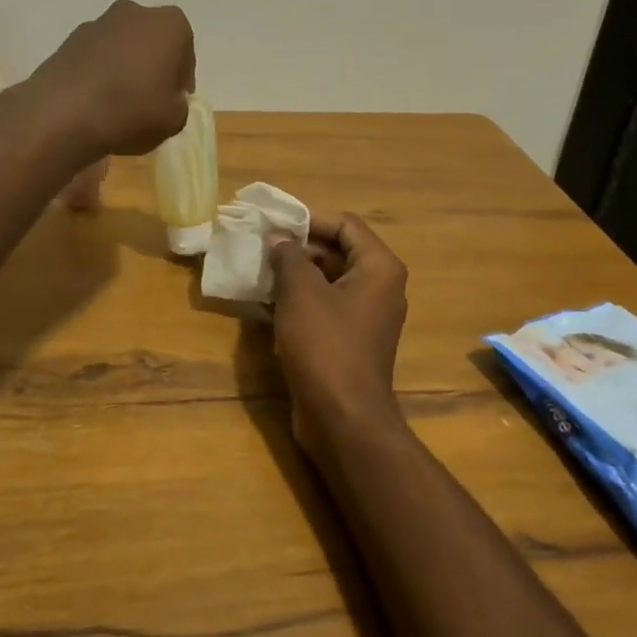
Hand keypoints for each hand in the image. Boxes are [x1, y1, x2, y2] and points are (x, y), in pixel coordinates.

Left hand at [32, 0, 194, 157]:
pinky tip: (95, 102)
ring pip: (122, 47)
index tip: (174, 103)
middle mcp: (135, 12)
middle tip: (150, 101)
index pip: (185, 53)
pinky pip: (96, 57)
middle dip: (153, 68)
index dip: (181, 81)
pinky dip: (100, 73)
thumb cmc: (132, 110)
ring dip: (125, 69)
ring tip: (119, 104)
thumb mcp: (174, 120)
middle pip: (152, 43)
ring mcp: (98, 22)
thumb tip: (168, 99)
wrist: (64, 114)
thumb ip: (179, 105)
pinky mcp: (69, 39)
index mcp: (170, 24)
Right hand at [267, 211, 408, 457]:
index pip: (345, 224)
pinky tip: (263, 305)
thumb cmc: (325, 345)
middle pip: (336, 252)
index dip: (309, 219)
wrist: (342, 418)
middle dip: (298, 248)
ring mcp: (365, 317)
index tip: (274, 223)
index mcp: (379, 268)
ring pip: (326, 282)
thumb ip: (289, 256)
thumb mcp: (301, 292)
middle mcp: (379, 288)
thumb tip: (280, 239)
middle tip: (260, 248)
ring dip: (293, 276)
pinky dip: (297, 303)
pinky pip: (323, 309)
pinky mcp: (349, 341)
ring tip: (257, 273)